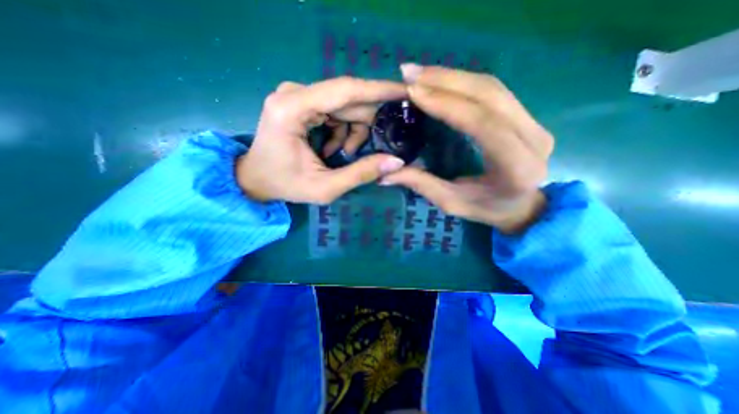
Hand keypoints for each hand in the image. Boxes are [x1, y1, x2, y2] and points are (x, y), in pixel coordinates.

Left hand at [236, 75, 406, 203]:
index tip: (406, 92)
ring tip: (343, 154)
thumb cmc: (285, 185)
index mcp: (293, 109)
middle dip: (366, 124)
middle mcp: (294, 93)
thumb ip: (360, 174)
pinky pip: (335, 110)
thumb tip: (396, 161)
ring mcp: (297, 95)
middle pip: (348, 99)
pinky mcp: (301, 102)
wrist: (256, 179)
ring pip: (344, 105)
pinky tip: (333, 148)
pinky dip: (342, 130)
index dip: (379, 90)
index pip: (346, 90)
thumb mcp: (325, 187)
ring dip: (352, 131)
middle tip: (368, 149)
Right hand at [380, 62, 553, 232]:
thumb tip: (385, 175)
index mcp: (517, 166)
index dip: (447, 104)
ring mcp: (534, 123)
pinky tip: (439, 80)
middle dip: (446, 81)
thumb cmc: (488, 210)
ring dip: (452, 76)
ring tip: (419, 73)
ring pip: (492, 87)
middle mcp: (533, 138)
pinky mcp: (527, 116)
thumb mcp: (452, 203)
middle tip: (409, 74)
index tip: (414, 93)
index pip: (482, 124)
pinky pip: (493, 91)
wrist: (523, 206)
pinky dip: (463, 81)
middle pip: (489, 95)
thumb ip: (421, 185)